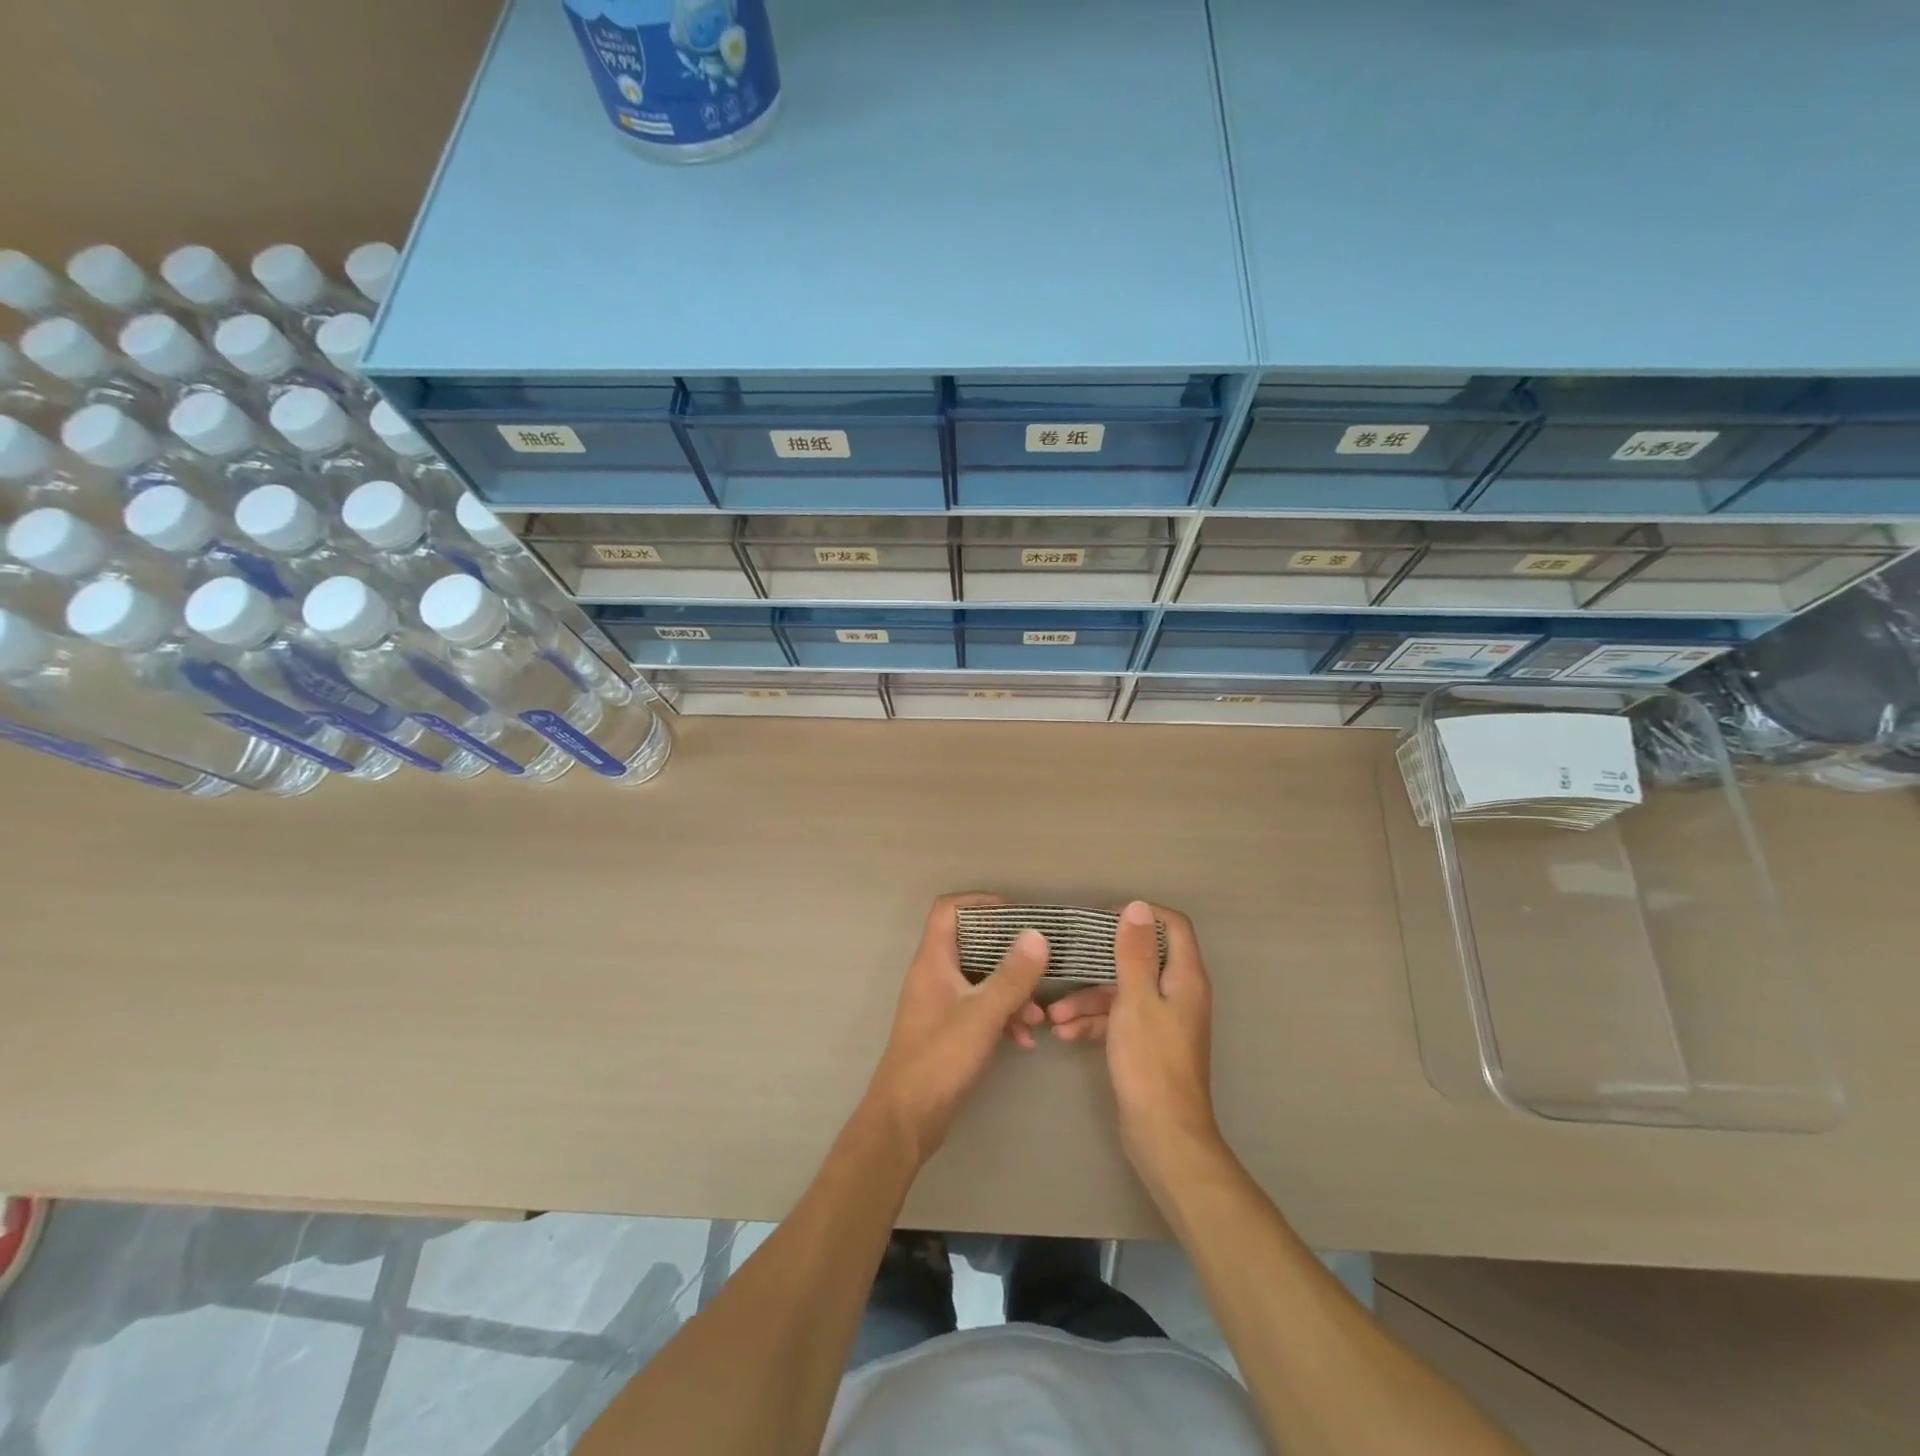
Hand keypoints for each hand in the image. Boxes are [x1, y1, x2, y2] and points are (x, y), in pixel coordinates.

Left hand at [863, 894, 1050, 1163]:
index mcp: (933, 960)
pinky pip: (979, 1007)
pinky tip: (1025, 1040)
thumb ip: (1012, 975)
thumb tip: (1037, 935)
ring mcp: (940, 1003)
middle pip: (971, 942)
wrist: (905, 1120)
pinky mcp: (947, 1029)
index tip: (1016, 913)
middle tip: (1040, 961)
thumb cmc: (940, 1059)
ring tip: (1038, 1018)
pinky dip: (1002, 1016)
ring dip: (1011, 991)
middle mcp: (934, 975)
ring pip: (980, 979)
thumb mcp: (983, 1014)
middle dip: (1008, 952)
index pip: (949, 909)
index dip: (980, 902)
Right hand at [1048, 901, 1219, 1182]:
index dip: (1141, 916)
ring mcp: (1163, 1020)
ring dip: (1089, 999)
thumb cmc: (1150, 1061)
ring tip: (1054, 1015)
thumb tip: (1138, 906)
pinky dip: (1095, 1023)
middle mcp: (1178, 993)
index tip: (1104, 918)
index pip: (1173, 926)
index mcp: (1184, 977)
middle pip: (1141, 959)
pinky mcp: (1148, 1044)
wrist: (1163, 1135)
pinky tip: (1066, 1034)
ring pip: (1123, 992)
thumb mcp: (1136, 999)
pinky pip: (1120, 1020)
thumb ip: (1134, 952)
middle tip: (1068, 958)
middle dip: (1100, 962)